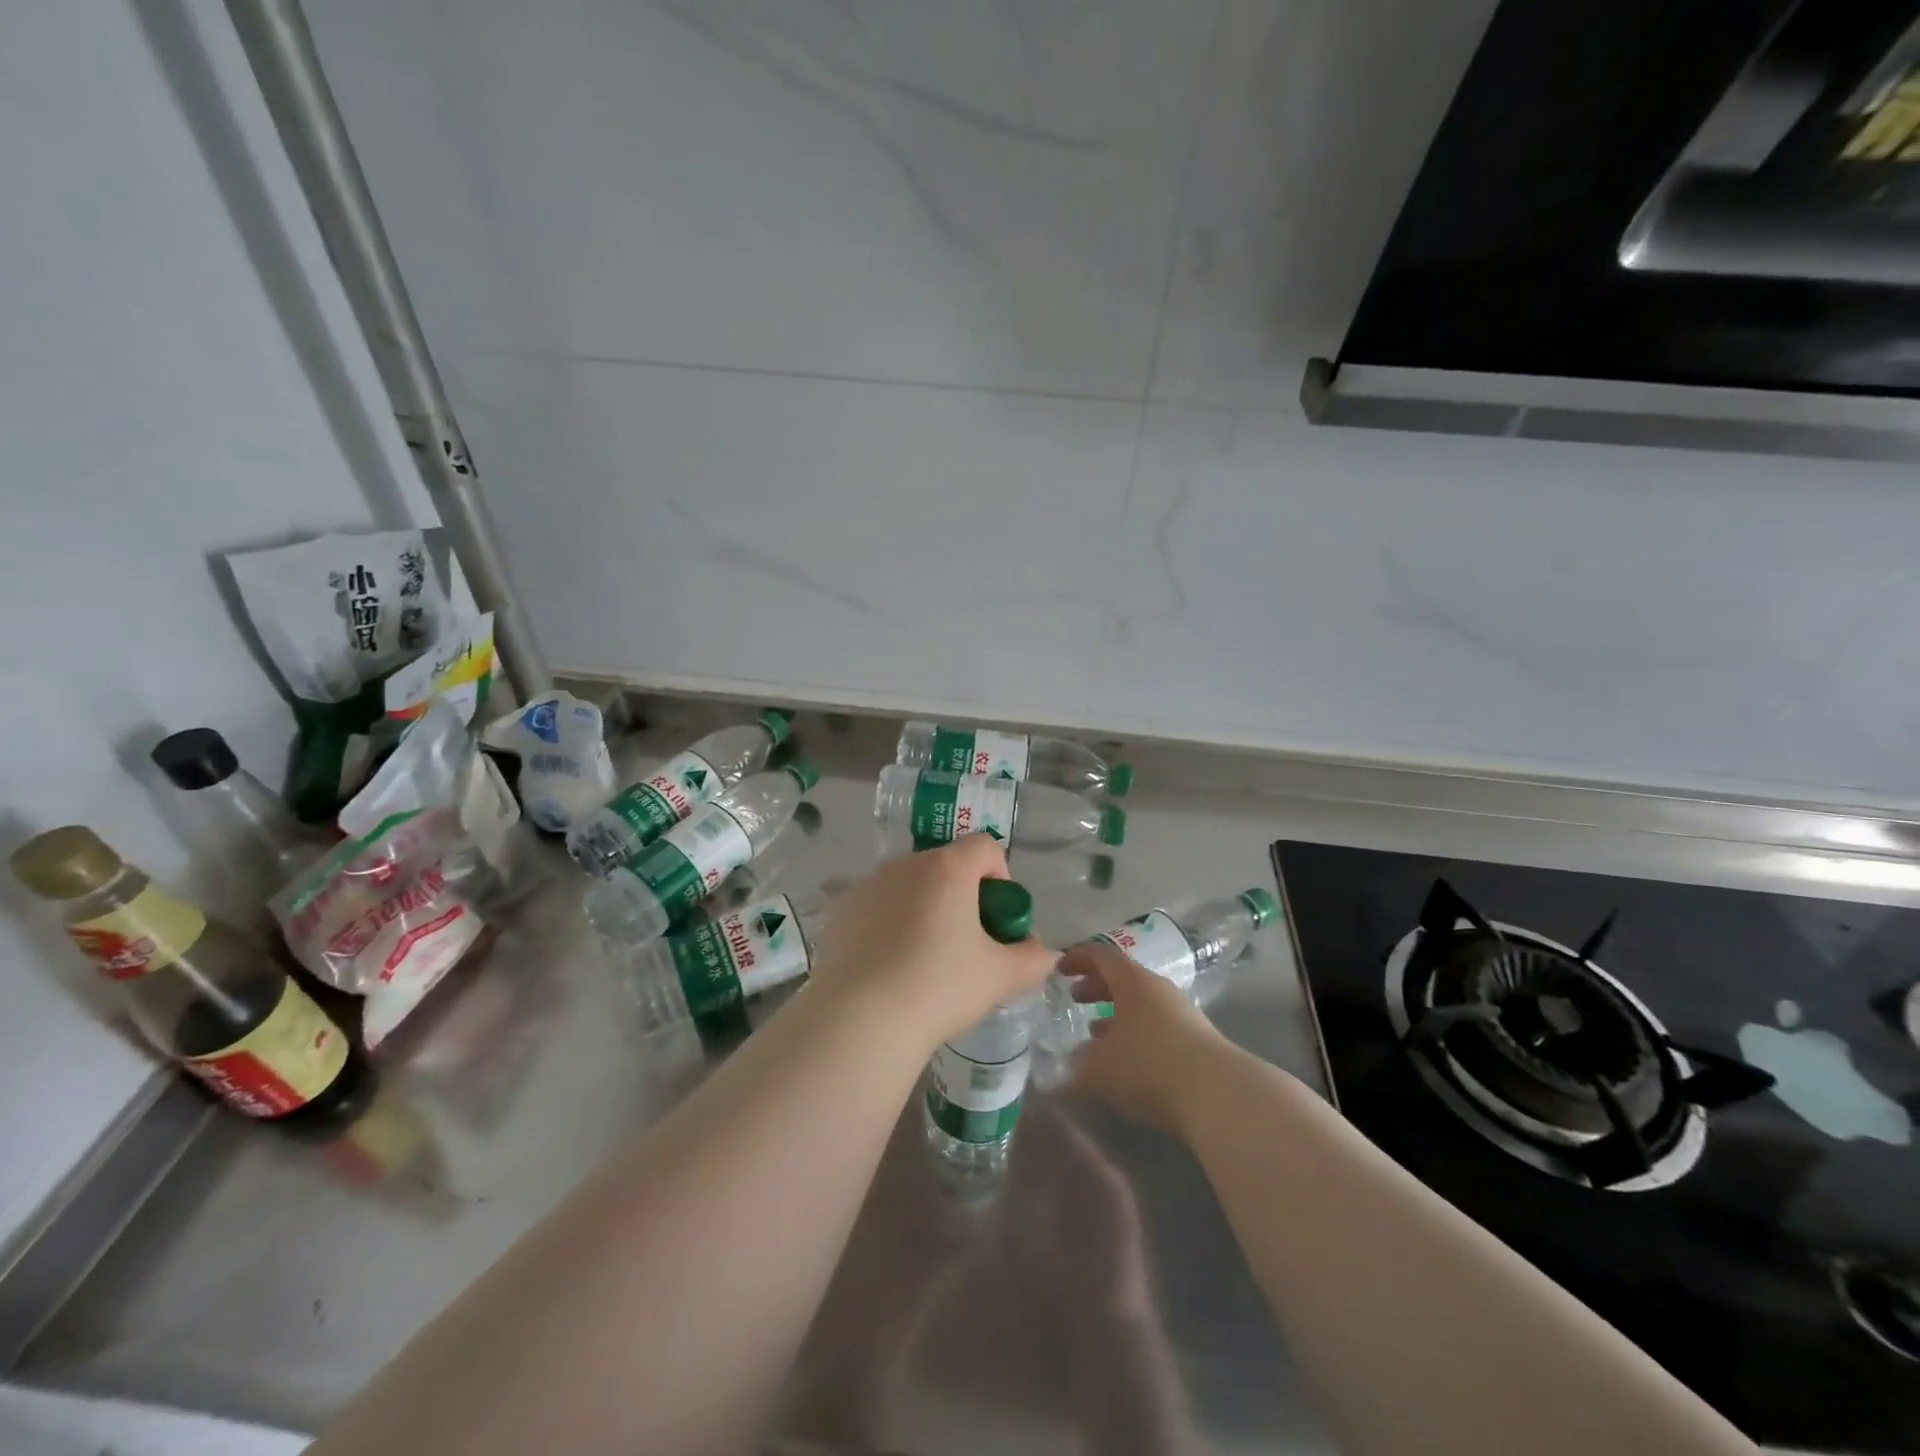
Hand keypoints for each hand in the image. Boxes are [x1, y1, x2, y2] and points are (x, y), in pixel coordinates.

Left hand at [808, 836, 1054, 1050]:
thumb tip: (1043, 953)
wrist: (861, 1019)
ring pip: (909, 885)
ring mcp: (868, 884)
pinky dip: (889, 923)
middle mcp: (905, 864)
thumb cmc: (939, 987)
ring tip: (924, 959)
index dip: (1000, 877)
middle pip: (946, 865)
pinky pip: (878, 905)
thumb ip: (1031, 958)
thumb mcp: (999, 977)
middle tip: (965, 943)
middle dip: (962, 895)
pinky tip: (888, 966)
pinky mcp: (841, 910)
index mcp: (947, 868)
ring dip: (924, 907)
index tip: (996, 919)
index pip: (985, 848)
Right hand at [1057, 941, 1227, 1137]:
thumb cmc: (1149, 1065)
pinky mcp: (1196, 1044)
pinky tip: (1126, 1062)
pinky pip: (1156, 1028)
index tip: (1059, 969)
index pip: (1101, 955)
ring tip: (1096, 1034)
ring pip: (1141, 1005)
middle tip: (1075, 999)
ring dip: (1116, 1015)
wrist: (1218, 1096)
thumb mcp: (1099, 1066)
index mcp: (1134, 981)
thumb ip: (1078, 1063)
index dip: (1077, 958)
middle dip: (1096, 987)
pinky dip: (1135, 1036)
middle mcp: (1159, 990)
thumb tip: (1070, 1064)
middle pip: (1123, 978)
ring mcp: (1182, 1015)